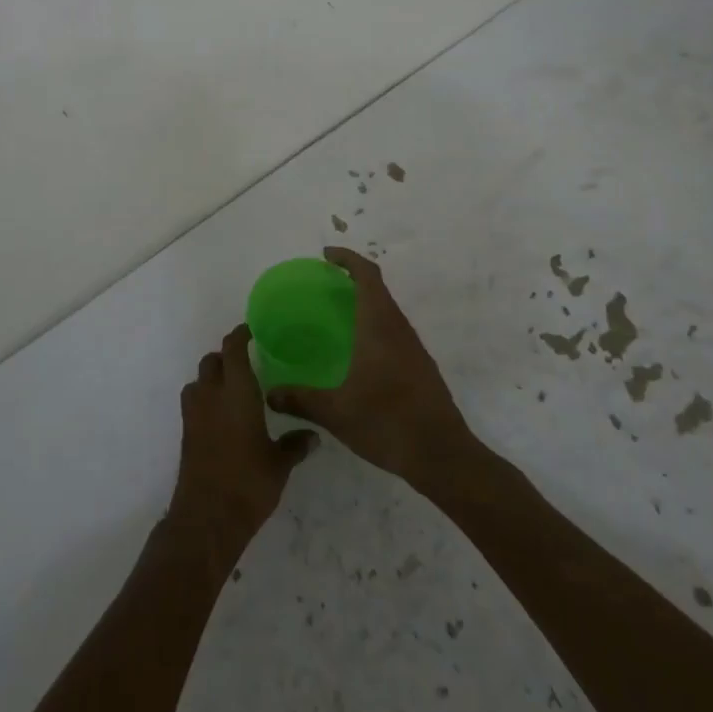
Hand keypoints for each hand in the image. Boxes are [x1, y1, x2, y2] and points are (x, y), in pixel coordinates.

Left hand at [169, 324, 316, 548]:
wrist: (207, 517)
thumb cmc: (248, 483)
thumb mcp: (279, 464)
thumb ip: (295, 444)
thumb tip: (313, 436)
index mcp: (237, 391)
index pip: (233, 349)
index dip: (240, 335)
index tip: (251, 331)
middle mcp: (211, 395)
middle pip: (212, 361)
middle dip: (226, 357)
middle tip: (246, 363)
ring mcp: (194, 414)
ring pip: (199, 380)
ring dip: (212, 378)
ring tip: (232, 389)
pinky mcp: (186, 433)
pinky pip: (194, 402)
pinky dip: (205, 400)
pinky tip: (222, 417)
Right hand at [265, 247, 474, 490]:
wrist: (442, 456)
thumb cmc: (387, 423)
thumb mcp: (336, 412)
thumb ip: (300, 399)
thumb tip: (270, 394)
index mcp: (379, 327)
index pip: (367, 276)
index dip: (347, 259)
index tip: (326, 255)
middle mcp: (399, 329)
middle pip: (378, 289)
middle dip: (353, 278)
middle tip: (324, 285)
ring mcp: (414, 349)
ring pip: (388, 311)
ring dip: (365, 303)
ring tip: (337, 315)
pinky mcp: (421, 368)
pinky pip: (394, 332)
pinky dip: (375, 325)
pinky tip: (359, 352)